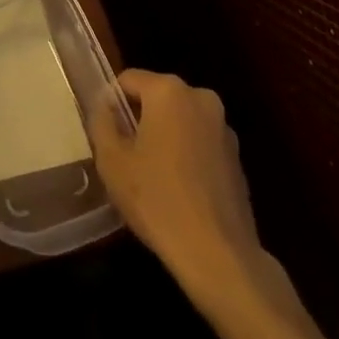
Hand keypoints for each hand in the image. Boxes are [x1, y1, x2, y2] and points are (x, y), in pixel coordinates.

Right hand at [90, 69, 260, 293]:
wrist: (219, 257)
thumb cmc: (158, 200)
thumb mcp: (111, 160)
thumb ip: (101, 122)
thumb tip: (105, 105)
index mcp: (168, 90)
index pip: (128, 80)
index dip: (113, 106)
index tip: (109, 138)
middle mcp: (200, 97)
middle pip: (157, 98)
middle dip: (141, 121)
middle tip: (129, 160)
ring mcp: (223, 128)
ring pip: (180, 122)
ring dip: (166, 139)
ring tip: (155, 180)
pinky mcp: (237, 158)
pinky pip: (201, 145)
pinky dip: (188, 158)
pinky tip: (181, 194)